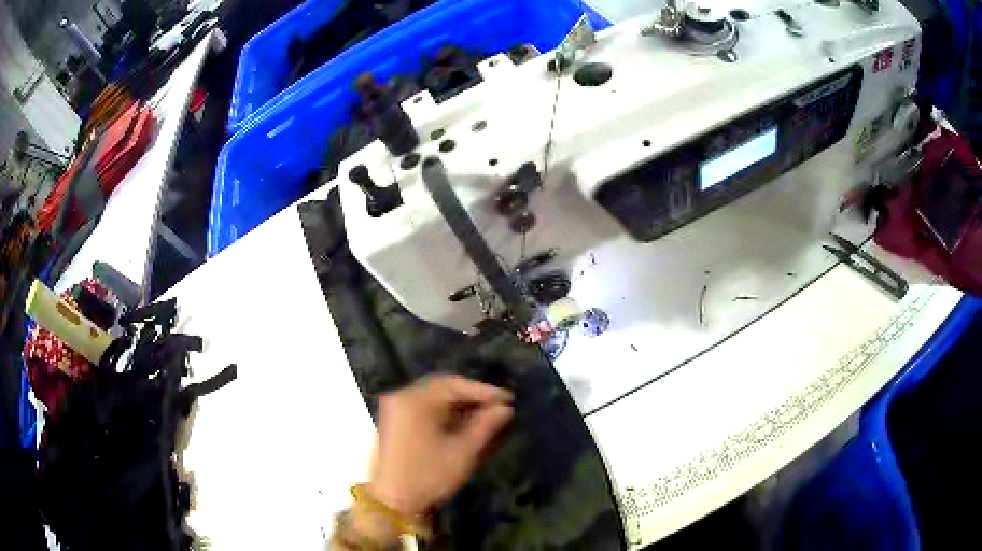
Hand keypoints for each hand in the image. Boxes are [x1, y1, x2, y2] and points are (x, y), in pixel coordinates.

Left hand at [370, 374, 513, 517]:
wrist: (390, 502)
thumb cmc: (428, 477)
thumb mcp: (462, 452)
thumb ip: (485, 426)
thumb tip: (505, 408)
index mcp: (414, 400)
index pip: (453, 384)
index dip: (484, 390)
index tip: (509, 398)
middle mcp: (401, 397)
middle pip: (441, 387)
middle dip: (470, 396)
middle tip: (497, 405)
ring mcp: (394, 409)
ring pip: (432, 398)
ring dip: (457, 405)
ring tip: (483, 416)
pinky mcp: (392, 422)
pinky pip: (422, 408)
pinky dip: (442, 413)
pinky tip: (461, 424)